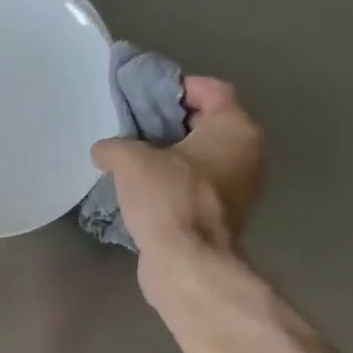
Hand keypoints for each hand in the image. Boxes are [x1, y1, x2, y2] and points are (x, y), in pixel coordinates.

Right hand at [90, 75, 264, 270]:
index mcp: (235, 128)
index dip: (176, 88)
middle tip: (134, 128)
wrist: (187, 263)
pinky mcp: (223, 216)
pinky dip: (175, 184)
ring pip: (202, 158)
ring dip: (171, 157)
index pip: (211, 90)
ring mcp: (239, 187)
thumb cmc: (168, 200)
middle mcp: (247, 153)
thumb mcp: (130, 162)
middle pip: (207, 124)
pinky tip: (144, 191)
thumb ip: (114, 146)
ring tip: (133, 161)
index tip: (145, 97)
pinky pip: (197, 187)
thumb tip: (104, 150)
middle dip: (171, 124)